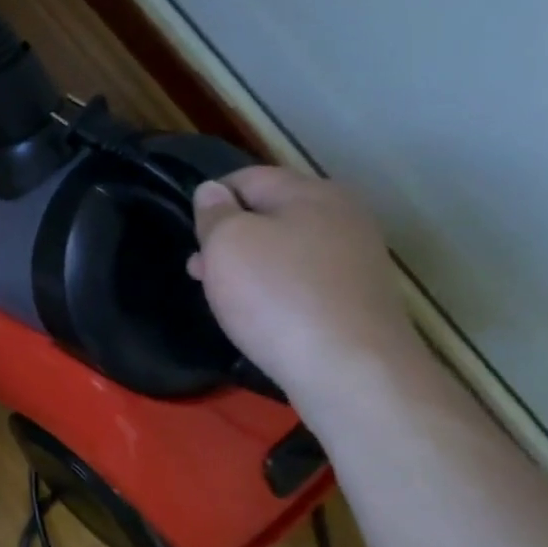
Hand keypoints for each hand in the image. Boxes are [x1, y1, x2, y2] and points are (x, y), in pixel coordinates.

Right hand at [188, 166, 423, 406]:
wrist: (349, 368)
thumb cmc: (276, 295)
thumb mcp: (227, 243)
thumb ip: (214, 212)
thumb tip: (213, 191)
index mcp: (311, 192)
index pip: (248, 177)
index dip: (211, 200)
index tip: (191, 234)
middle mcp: (342, 216)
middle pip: (269, 213)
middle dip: (228, 237)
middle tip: (199, 270)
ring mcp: (355, 258)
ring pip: (284, 249)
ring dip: (248, 266)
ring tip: (222, 295)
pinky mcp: (357, 297)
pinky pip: (302, 280)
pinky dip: (275, 290)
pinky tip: (259, 314)